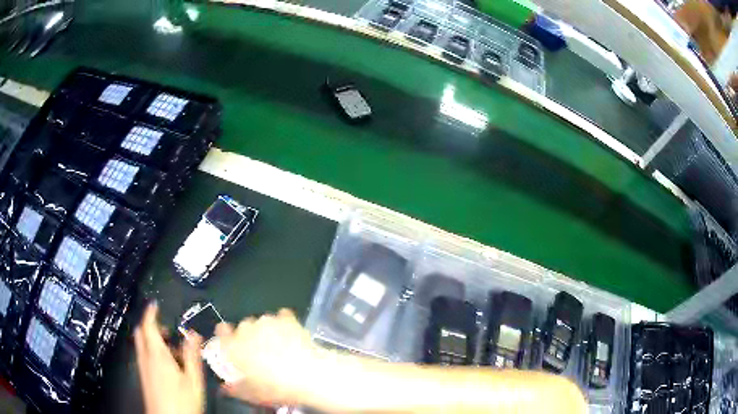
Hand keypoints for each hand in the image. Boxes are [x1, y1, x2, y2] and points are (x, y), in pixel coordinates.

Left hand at [134, 302, 204, 413]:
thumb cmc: (182, 401)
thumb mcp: (193, 380)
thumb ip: (192, 356)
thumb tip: (193, 334)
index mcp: (157, 354)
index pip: (148, 325)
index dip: (150, 312)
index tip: (155, 304)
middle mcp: (146, 357)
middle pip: (141, 332)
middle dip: (150, 324)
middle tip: (166, 327)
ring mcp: (143, 367)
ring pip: (141, 344)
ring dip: (152, 338)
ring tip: (171, 347)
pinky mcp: (144, 376)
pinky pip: (144, 355)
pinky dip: (151, 350)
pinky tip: (167, 364)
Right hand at [214, 308, 317, 405]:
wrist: (307, 376)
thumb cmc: (275, 388)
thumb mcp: (250, 394)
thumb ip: (234, 388)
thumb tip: (225, 388)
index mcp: (232, 346)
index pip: (221, 330)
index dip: (226, 334)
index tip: (232, 341)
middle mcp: (246, 329)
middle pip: (244, 327)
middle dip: (250, 337)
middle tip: (261, 352)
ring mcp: (266, 321)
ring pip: (262, 322)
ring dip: (267, 331)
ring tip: (280, 346)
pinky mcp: (286, 318)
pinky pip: (282, 316)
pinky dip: (284, 323)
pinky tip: (291, 334)